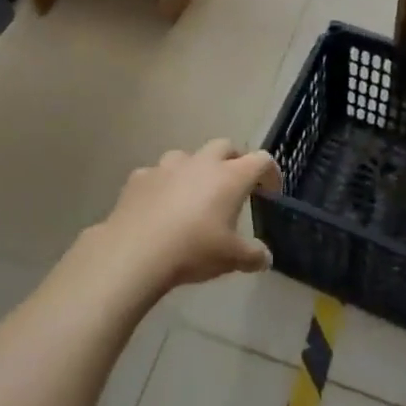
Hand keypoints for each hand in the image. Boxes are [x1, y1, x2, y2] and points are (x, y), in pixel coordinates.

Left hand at [100, 139, 281, 290]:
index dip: (270, 173)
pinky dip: (163, 186)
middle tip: (233, 186)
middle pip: (225, 146)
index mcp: (230, 177)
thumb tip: (265, 258)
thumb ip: (252, 255)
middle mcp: (201, 162)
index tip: (270, 191)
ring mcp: (168, 166)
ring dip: (195, 170)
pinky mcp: (140, 176)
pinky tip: (159, 207)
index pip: (261, 160)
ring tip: (193, 195)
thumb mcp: (231, 259)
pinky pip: (157, 175)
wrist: (135, 251)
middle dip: (233, 161)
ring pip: (188, 156)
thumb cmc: (193, 250)